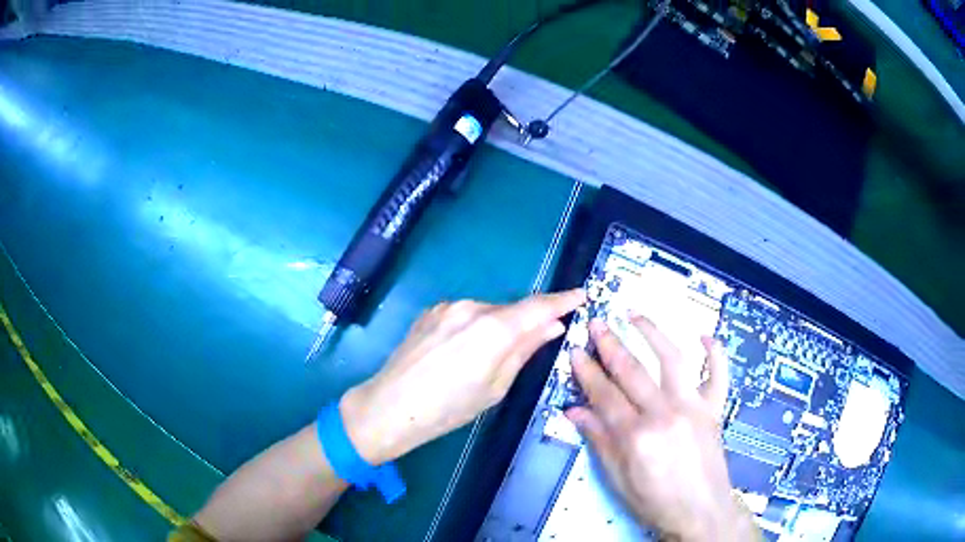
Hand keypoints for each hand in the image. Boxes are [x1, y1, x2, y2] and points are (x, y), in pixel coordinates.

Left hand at [340, 289, 585, 464]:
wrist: (391, 406)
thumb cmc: (449, 408)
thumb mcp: (495, 387)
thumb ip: (525, 350)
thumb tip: (552, 326)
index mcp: (493, 329)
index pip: (538, 306)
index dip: (563, 300)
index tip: (581, 294)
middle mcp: (472, 308)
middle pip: (511, 311)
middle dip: (525, 324)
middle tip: (530, 347)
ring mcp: (448, 307)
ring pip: (487, 312)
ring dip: (497, 328)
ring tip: (483, 361)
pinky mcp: (431, 311)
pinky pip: (465, 315)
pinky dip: (474, 328)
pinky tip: (460, 354)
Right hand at [567, 315, 756, 541]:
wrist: (700, 511)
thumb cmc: (655, 501)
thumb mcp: (618, 479)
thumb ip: (599, 441)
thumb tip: (574, 411)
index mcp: (636, 435)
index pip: (604, 394)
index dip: (587, 371)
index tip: (575, 350)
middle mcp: (665, 413)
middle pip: (632, 371)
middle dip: (610, 344)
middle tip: (596, 323)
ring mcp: (693, 407)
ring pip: (673, 359)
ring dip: (652, 333)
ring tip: (635, 315)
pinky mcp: (714, 409)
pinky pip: (719, 374)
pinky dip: (715, 353)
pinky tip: (705, 335)